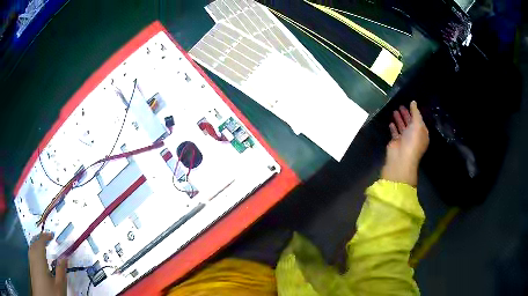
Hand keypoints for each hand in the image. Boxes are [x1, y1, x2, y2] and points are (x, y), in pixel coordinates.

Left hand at [28, 232, 67, 295]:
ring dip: (36, 244)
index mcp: (40, 259)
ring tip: (41, 246)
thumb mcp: (59, 286)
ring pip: (31, 248)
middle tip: (46, 239)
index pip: (41, 242)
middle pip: (34, 243)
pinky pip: (31, 255)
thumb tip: (64, 259)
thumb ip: (61, 272)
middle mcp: (33, 257)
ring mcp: (31, 262)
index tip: (51, 235)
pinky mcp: (31, 268)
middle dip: (39, 239)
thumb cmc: (51, 293)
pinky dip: (34, 252)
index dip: (45, 236)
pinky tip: (37, 258)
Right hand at [381, 101, 428, 186]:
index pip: (419, 120)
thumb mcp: (417, 124)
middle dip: (406, 114)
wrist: (401, 157)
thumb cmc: (413, 140)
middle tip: (400, 105)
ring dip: (399, 119)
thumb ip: (415, 112)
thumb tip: (413, 102)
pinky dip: (393, 127)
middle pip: (410, 123)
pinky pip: (395, 133)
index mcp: (422, 133)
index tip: (409, 103)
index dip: (415, 112)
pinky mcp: (396, 142)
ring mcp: (405, 140)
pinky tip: (391, 122)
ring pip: (402, 127)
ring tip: (394, 110)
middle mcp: (414, 136)